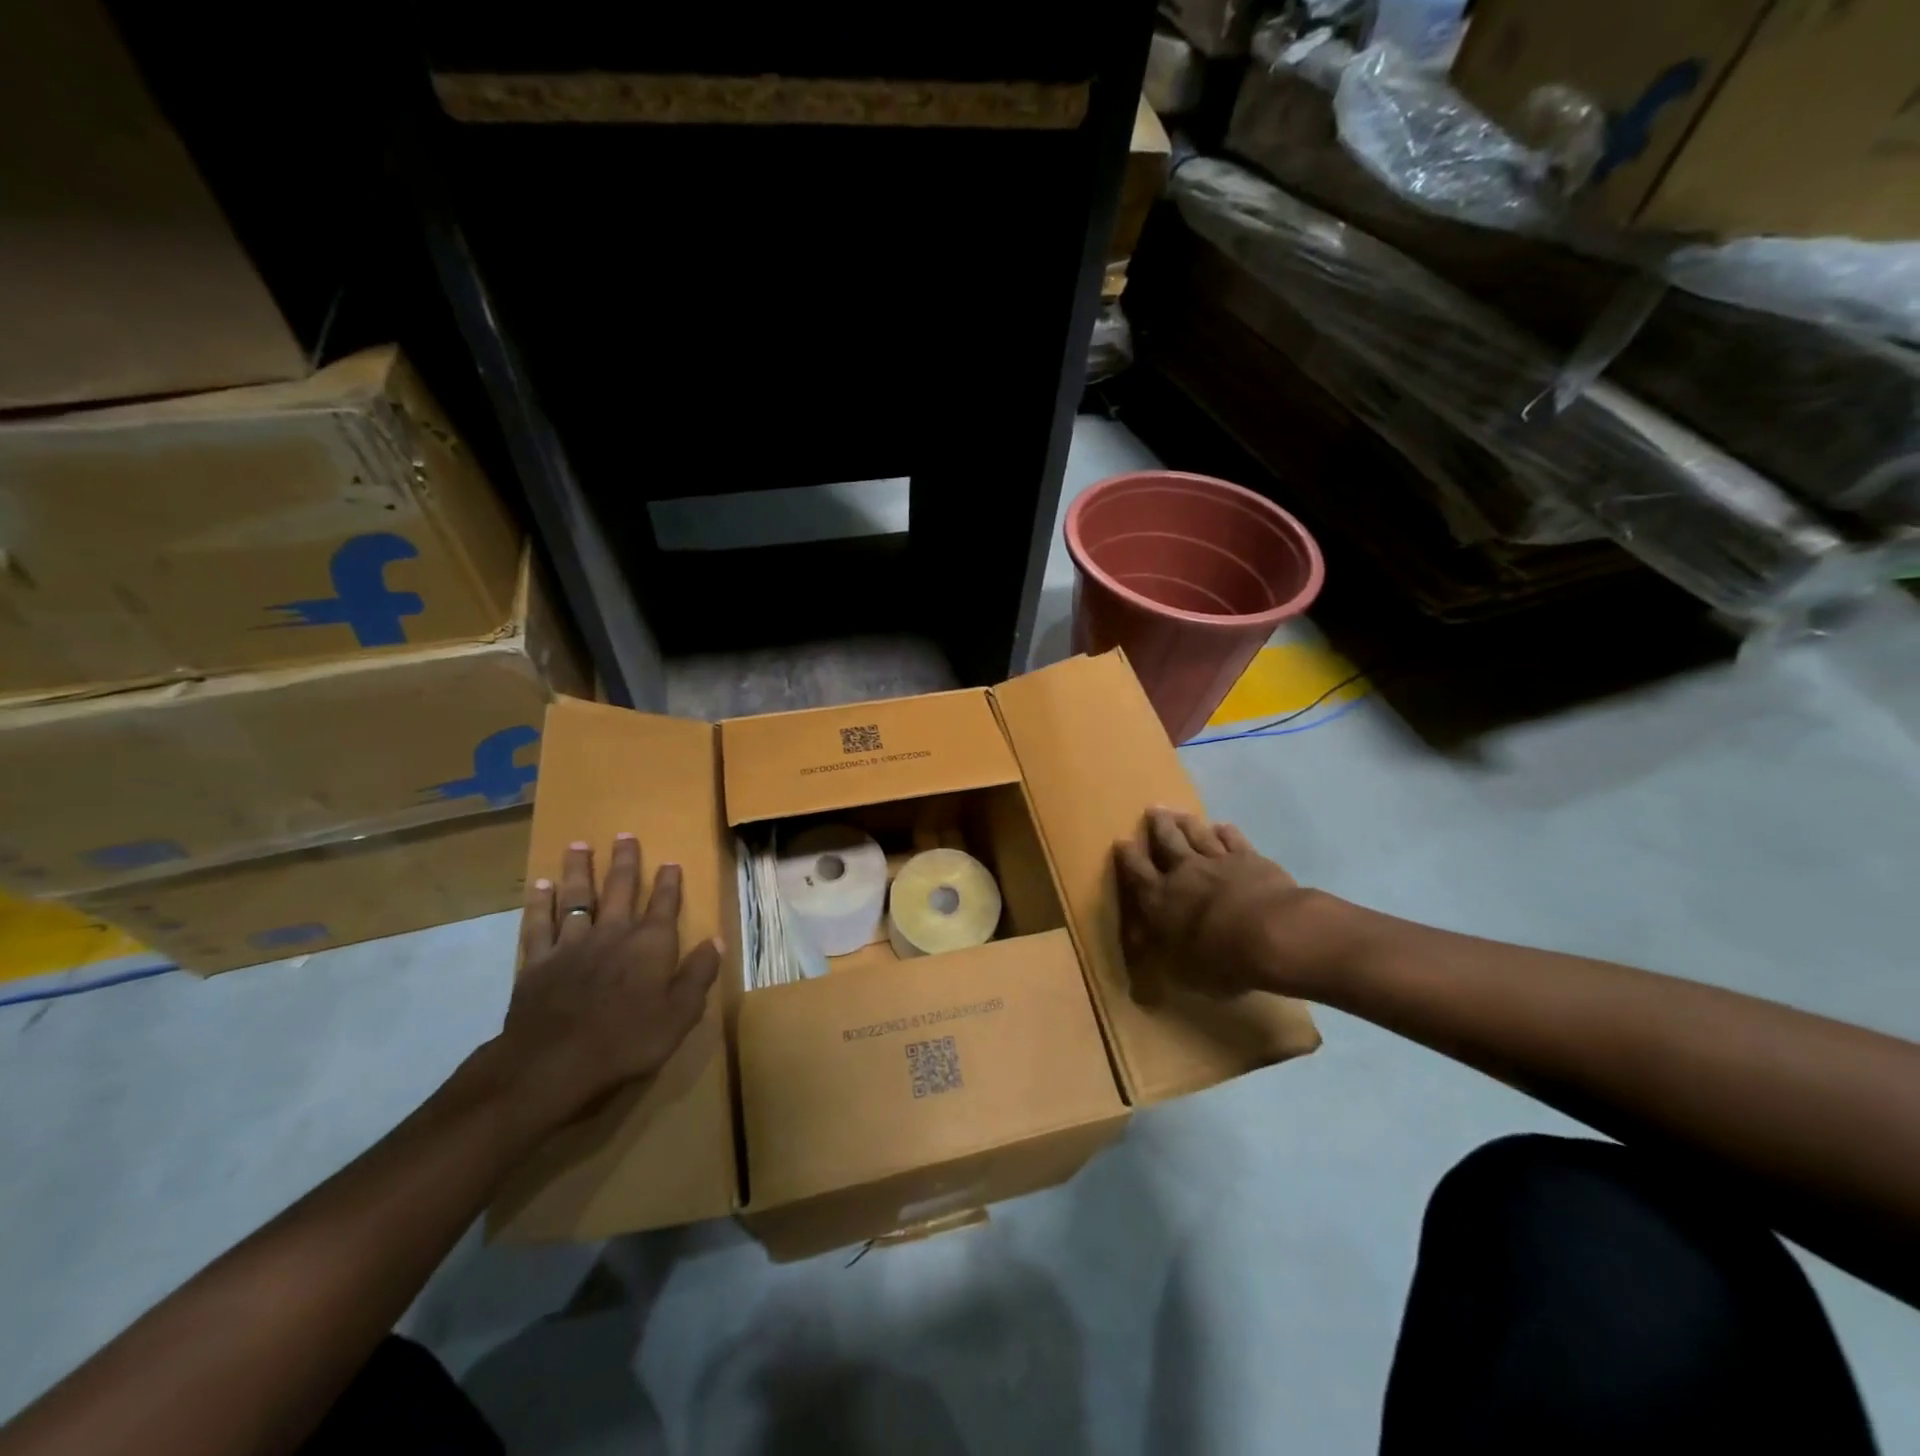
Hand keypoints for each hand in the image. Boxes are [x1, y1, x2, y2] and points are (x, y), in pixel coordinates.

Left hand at [495, 834, 722, 1129]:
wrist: (553, 1063)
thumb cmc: (627, 1040)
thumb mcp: (680, 1014)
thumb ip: (699, 974)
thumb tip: (717, 940)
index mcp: (650, 944)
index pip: (664, 904)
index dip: (669, 883)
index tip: (671, 862)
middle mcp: (613, 933)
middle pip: (620, 889)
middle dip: (624, 862)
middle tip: (624, 836)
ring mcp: (572, 944)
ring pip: (577, 897)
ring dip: (579, 870)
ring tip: (579, 845)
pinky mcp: (538, 962)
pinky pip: (539, 925)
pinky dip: (540, 904)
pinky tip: (540, 886)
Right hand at [1114, 808, 1311, 1001]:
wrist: (1273, 935)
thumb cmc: (1220, 959)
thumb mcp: (1181, 971)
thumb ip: (1160, 958)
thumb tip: (1139, 962)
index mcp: (1160, 898)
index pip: (1136, 871)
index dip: (1127, 856)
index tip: (1120, 841)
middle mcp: (1184, 872)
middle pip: (1168, 841)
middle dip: (1158, 825)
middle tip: (1153, 810)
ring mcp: (1219, 861)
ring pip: (1198, 834)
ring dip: (1187, 822)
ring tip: (1179, 812)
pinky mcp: (1250, 858)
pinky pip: (1233, 839)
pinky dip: (1225, 831)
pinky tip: (1222, 826)